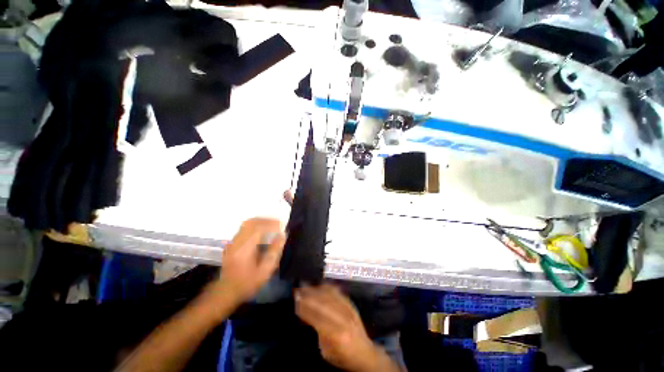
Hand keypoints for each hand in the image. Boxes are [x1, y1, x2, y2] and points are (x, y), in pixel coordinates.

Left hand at [211, 218, 285, 307]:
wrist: (226, 291)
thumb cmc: (248, 282)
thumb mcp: (265, 270)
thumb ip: (274, 251)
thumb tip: (282, 235)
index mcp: (245, 248)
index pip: (258, 228)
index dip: (271, 223)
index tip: (282, 224)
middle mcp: (237, 241)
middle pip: (252, 222)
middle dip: (266, 220)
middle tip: (278, 223)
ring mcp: (233, 242)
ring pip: (247, 223)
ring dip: (260, 221)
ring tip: (271, 224)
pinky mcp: (232, 243)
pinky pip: (244, 228)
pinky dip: (255, 225)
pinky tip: (262, 230)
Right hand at [295, 284, 400, 371]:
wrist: (365, 352)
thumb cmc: (342, 356)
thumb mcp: (325, 350)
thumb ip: (317, 330)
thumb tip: (306, 314)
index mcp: (336, 334)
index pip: (317, 317)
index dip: (304, 307)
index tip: (295, 300)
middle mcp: (343, 318)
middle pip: (323, 302)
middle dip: (309, 295)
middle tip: (297, 290)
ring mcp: (349, 309)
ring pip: (330, 295)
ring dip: (316, 289)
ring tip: (306, 286)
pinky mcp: (351, 304)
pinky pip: (337, 292)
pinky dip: (327, 287)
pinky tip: (319, 285)